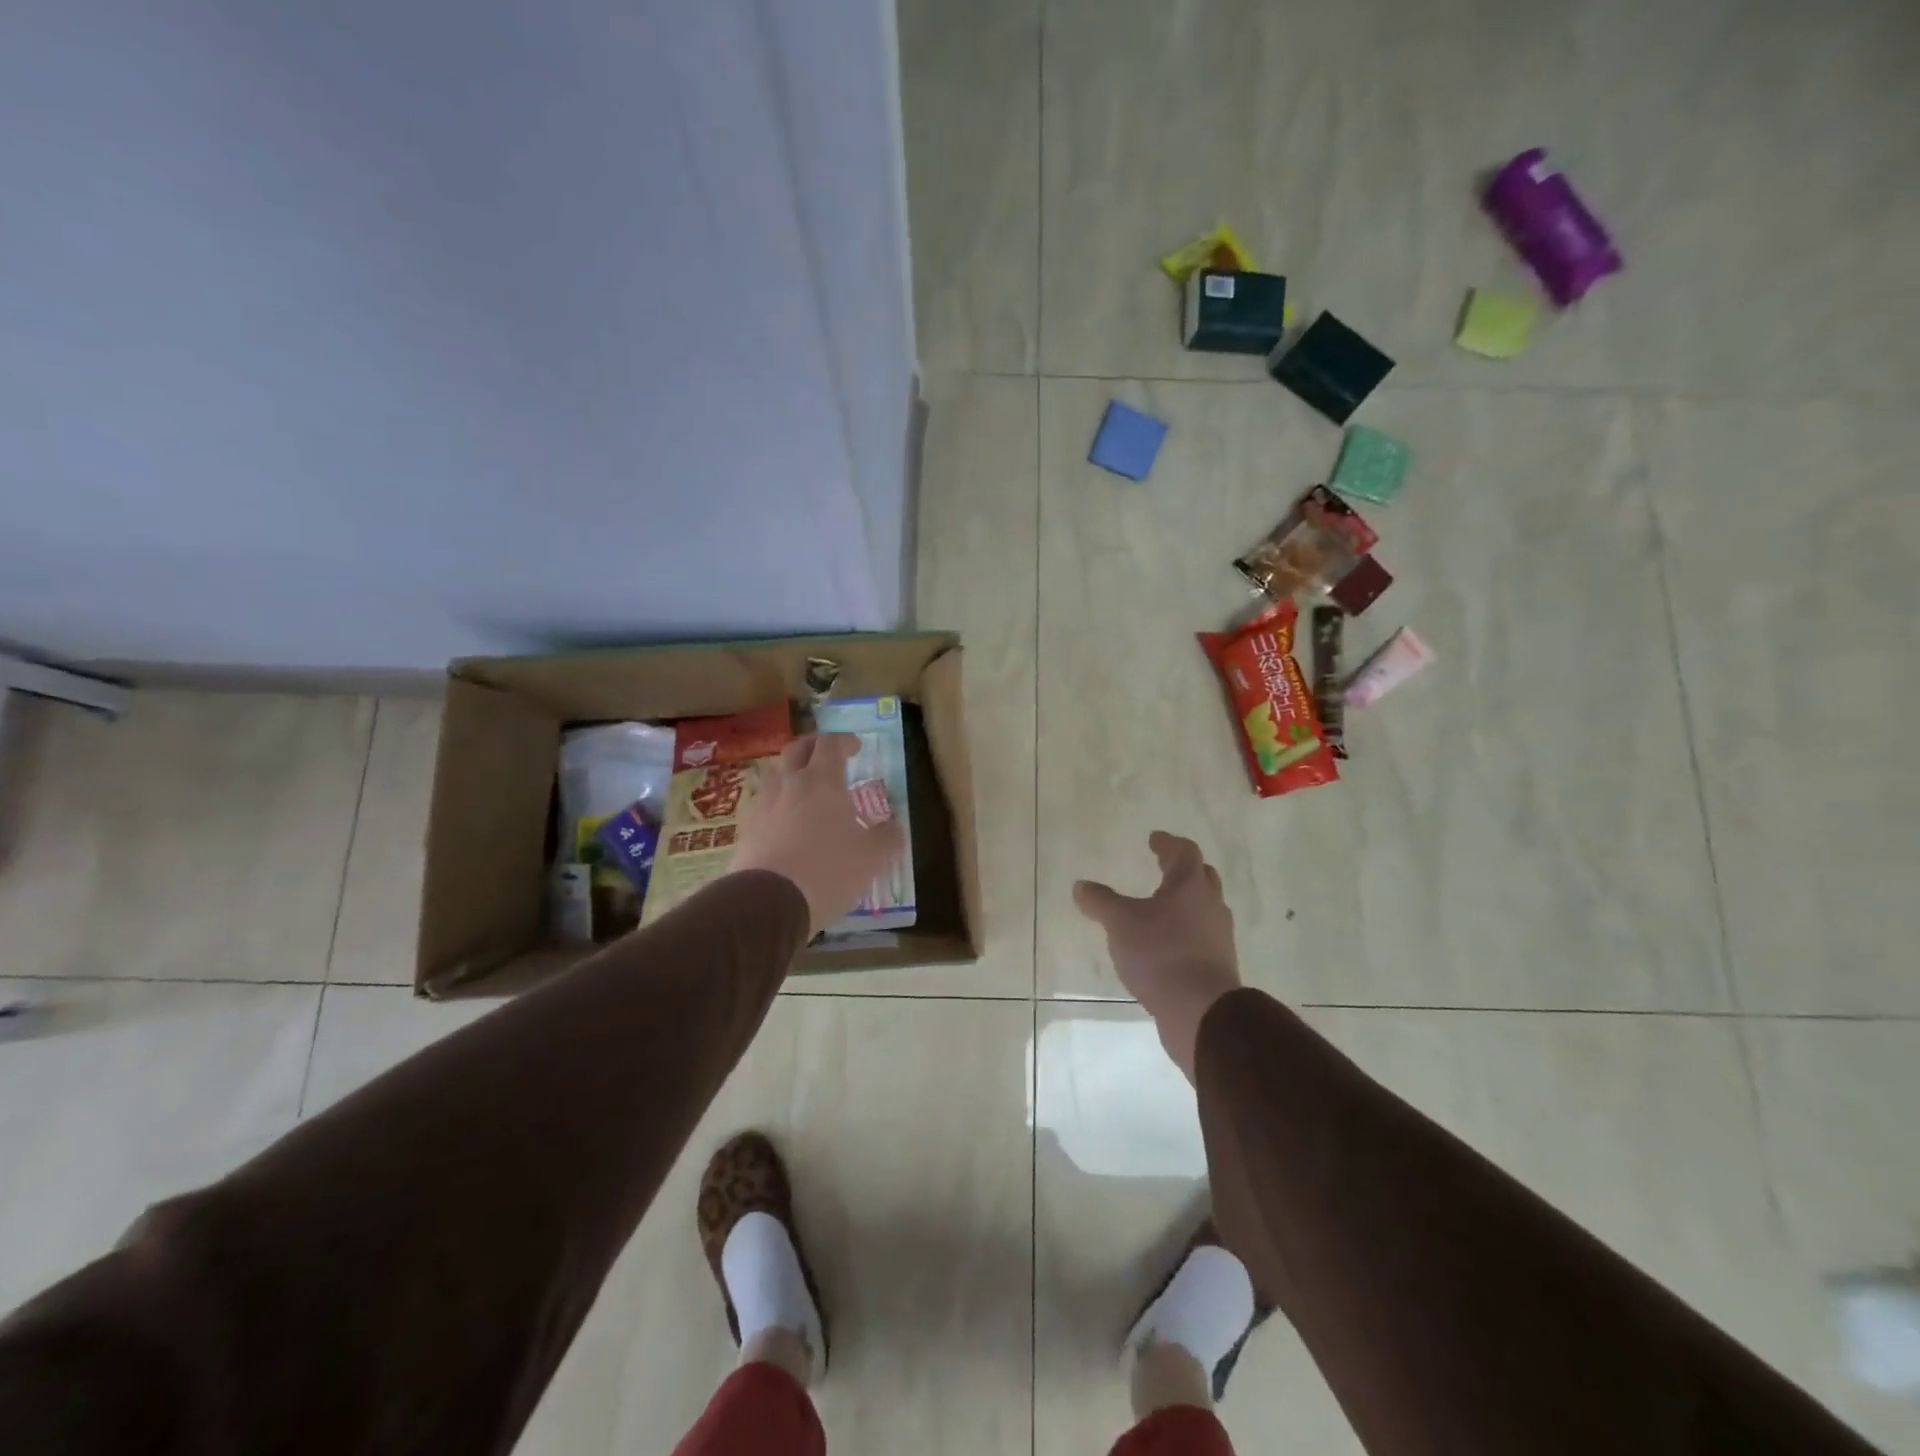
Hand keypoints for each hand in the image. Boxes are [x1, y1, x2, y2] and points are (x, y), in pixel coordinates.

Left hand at [731, 734, 905, 939]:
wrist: (767, 904)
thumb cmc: (828, 871)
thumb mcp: (871, 858)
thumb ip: (887, 837)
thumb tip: (895, 827)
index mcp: (821, 781)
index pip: (830, 744)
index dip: (844, 741)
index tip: (856, 747)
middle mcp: (788, 784)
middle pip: (796, 749)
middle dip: (814, 747)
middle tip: (828, 757)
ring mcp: (763, 806)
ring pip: (776, 775)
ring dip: (793, 775)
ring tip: (808, 791)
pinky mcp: (747, 831)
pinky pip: (765, 805)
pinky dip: (779, 805)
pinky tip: (788, 824)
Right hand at [1073, 832, 1241, 1081]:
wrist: (1202, 1011)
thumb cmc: (1161, 954)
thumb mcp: (1120, 923)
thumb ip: (1101, 902)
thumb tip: (1081, 886)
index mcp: (1190, 886)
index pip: (1184, 852)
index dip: (1168, 843)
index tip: (1154, 839)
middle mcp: (1210, 906)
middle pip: (1201, 878)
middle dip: (1182, 870)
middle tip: (1163, 867)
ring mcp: (1218, 937)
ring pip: (1203, 909)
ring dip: (1185, 903)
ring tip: (1160, 908)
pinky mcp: (1218, 966)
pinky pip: (1201, 938)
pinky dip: (1185, 933)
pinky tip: (1166, 945)